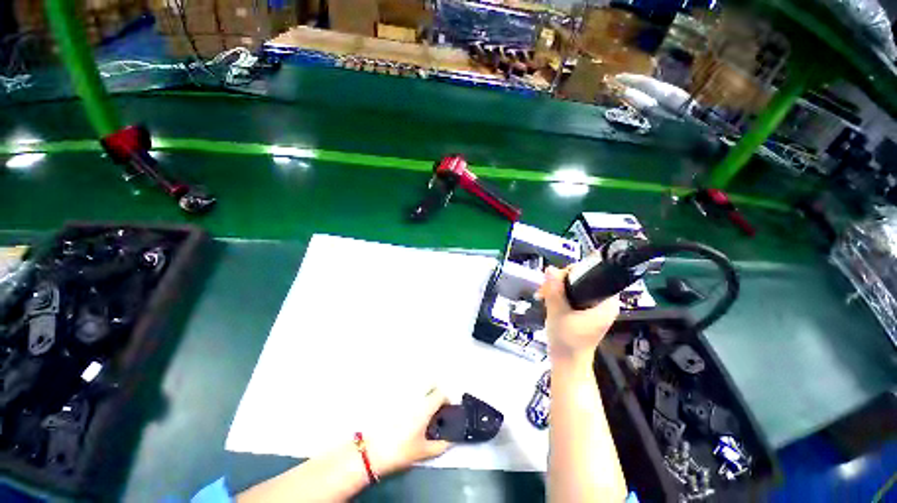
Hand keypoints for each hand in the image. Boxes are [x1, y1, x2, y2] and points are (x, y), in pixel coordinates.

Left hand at [366, 388, 452, 475]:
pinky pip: (406, 390)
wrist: (371, 452)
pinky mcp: (392, 398)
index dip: (446, 400)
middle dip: (435, 390)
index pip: (441, 394)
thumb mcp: (423, 452)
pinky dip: (411, 395)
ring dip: (423, 392)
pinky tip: (407, 409)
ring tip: (421, 407)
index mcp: (424, 407)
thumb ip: (440, 446)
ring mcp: (402, 395)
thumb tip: (451, 440)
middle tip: (435, 405)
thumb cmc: (399, 451)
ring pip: (418, 385)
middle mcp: (415, 396)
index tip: (446, 409)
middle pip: (430, 383)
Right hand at [537, 265, 619, 362]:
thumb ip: (555, 290)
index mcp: (606, 302)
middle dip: (559, 282)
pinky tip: (547, 299)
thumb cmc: (567, 341)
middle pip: (581, 279)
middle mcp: (604, 302)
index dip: (570, 272)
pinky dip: (559, 295)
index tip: (553, 280)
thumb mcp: (558, 313)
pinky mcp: (586, 311)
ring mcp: (594, 307)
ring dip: (556, 288)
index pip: (591, 274)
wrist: (567, 363)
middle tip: (544, 290)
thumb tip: (550, 269)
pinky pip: (572, 294)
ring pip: (574, 286)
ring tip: (542, 295)